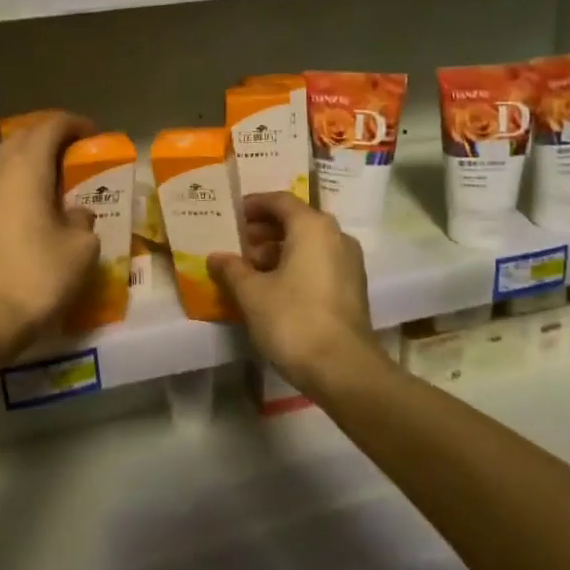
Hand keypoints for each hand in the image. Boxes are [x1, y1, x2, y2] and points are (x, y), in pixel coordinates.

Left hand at [0, 112, 99, 355]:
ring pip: (3, 161)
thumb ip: (82, 220)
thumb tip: (75, 214)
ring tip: (52, 180)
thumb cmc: (37, 275)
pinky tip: (27, 209)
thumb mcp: (80, 248)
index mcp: (26, 167)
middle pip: (22, 138)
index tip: (93, 135)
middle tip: (74, 153)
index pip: (50, 126)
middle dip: (48, 138)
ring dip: (28, 161)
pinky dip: (13, 185)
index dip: (74, 124)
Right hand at [208, 194, 384, 396]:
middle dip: (263, 231)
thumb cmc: (293, 319)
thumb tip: (216, 257)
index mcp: (312, 227)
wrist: (343, 368)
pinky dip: (295, 266)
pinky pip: (319, 263)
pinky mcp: (353, 288)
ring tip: (249, 271)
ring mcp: (349, 263)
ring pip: (308, 244)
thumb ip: (231, 269)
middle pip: (296, 221)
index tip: (231, 216)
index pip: (280, 201)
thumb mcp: (251, 293)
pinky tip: (272, 289)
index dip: (253, 205)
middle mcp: (336, 236)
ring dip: (278, 251)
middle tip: (236, 245)